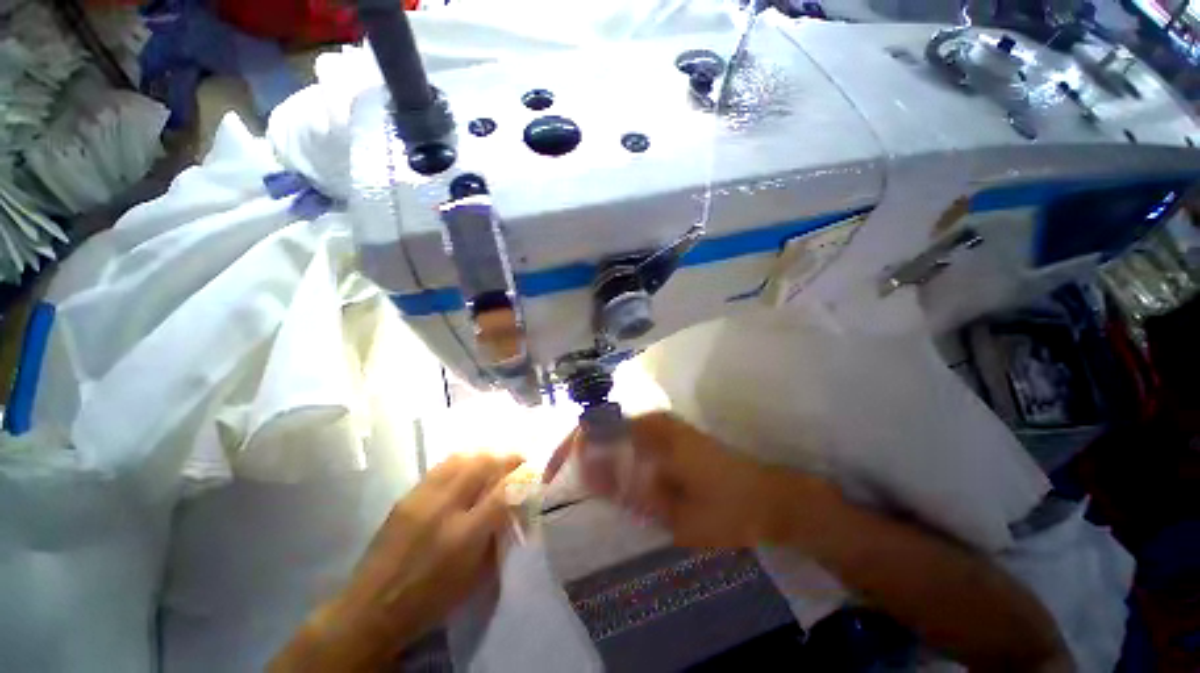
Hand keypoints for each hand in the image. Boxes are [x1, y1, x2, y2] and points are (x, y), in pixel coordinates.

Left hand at [272, 453, 523, 671]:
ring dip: (484, 456)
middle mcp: (443, 509)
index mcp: (464, 536)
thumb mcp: (475, 576)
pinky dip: (462, 462)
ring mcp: (422, 498)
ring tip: (493, 463)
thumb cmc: (431, 599)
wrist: (371, 608)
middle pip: (482, 464)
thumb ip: (499, 535)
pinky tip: (466, 469)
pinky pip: (442, 466)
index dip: (522, 477)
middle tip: (517, 462)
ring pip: (462, 458)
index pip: (503, 492)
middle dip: (505, 458)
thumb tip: (516, 504)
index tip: (532, 471)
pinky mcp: (407, 495)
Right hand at [547, 411, 831, 548]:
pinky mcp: (669, 437)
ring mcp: (662, 427)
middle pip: (600, 427)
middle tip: (565, 487)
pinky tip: (612, 483)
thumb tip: (584, 470)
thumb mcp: (673, 510)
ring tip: (582, 489)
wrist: (770, 498)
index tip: (553, 477)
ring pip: (613, 434)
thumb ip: (627, 489)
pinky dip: (613, 459)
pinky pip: (629, 441)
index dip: (568, 448)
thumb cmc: (725, 508)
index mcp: (651, 432)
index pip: (594, 427)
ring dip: (594, 457)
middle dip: (577, 454)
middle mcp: (653, 420)